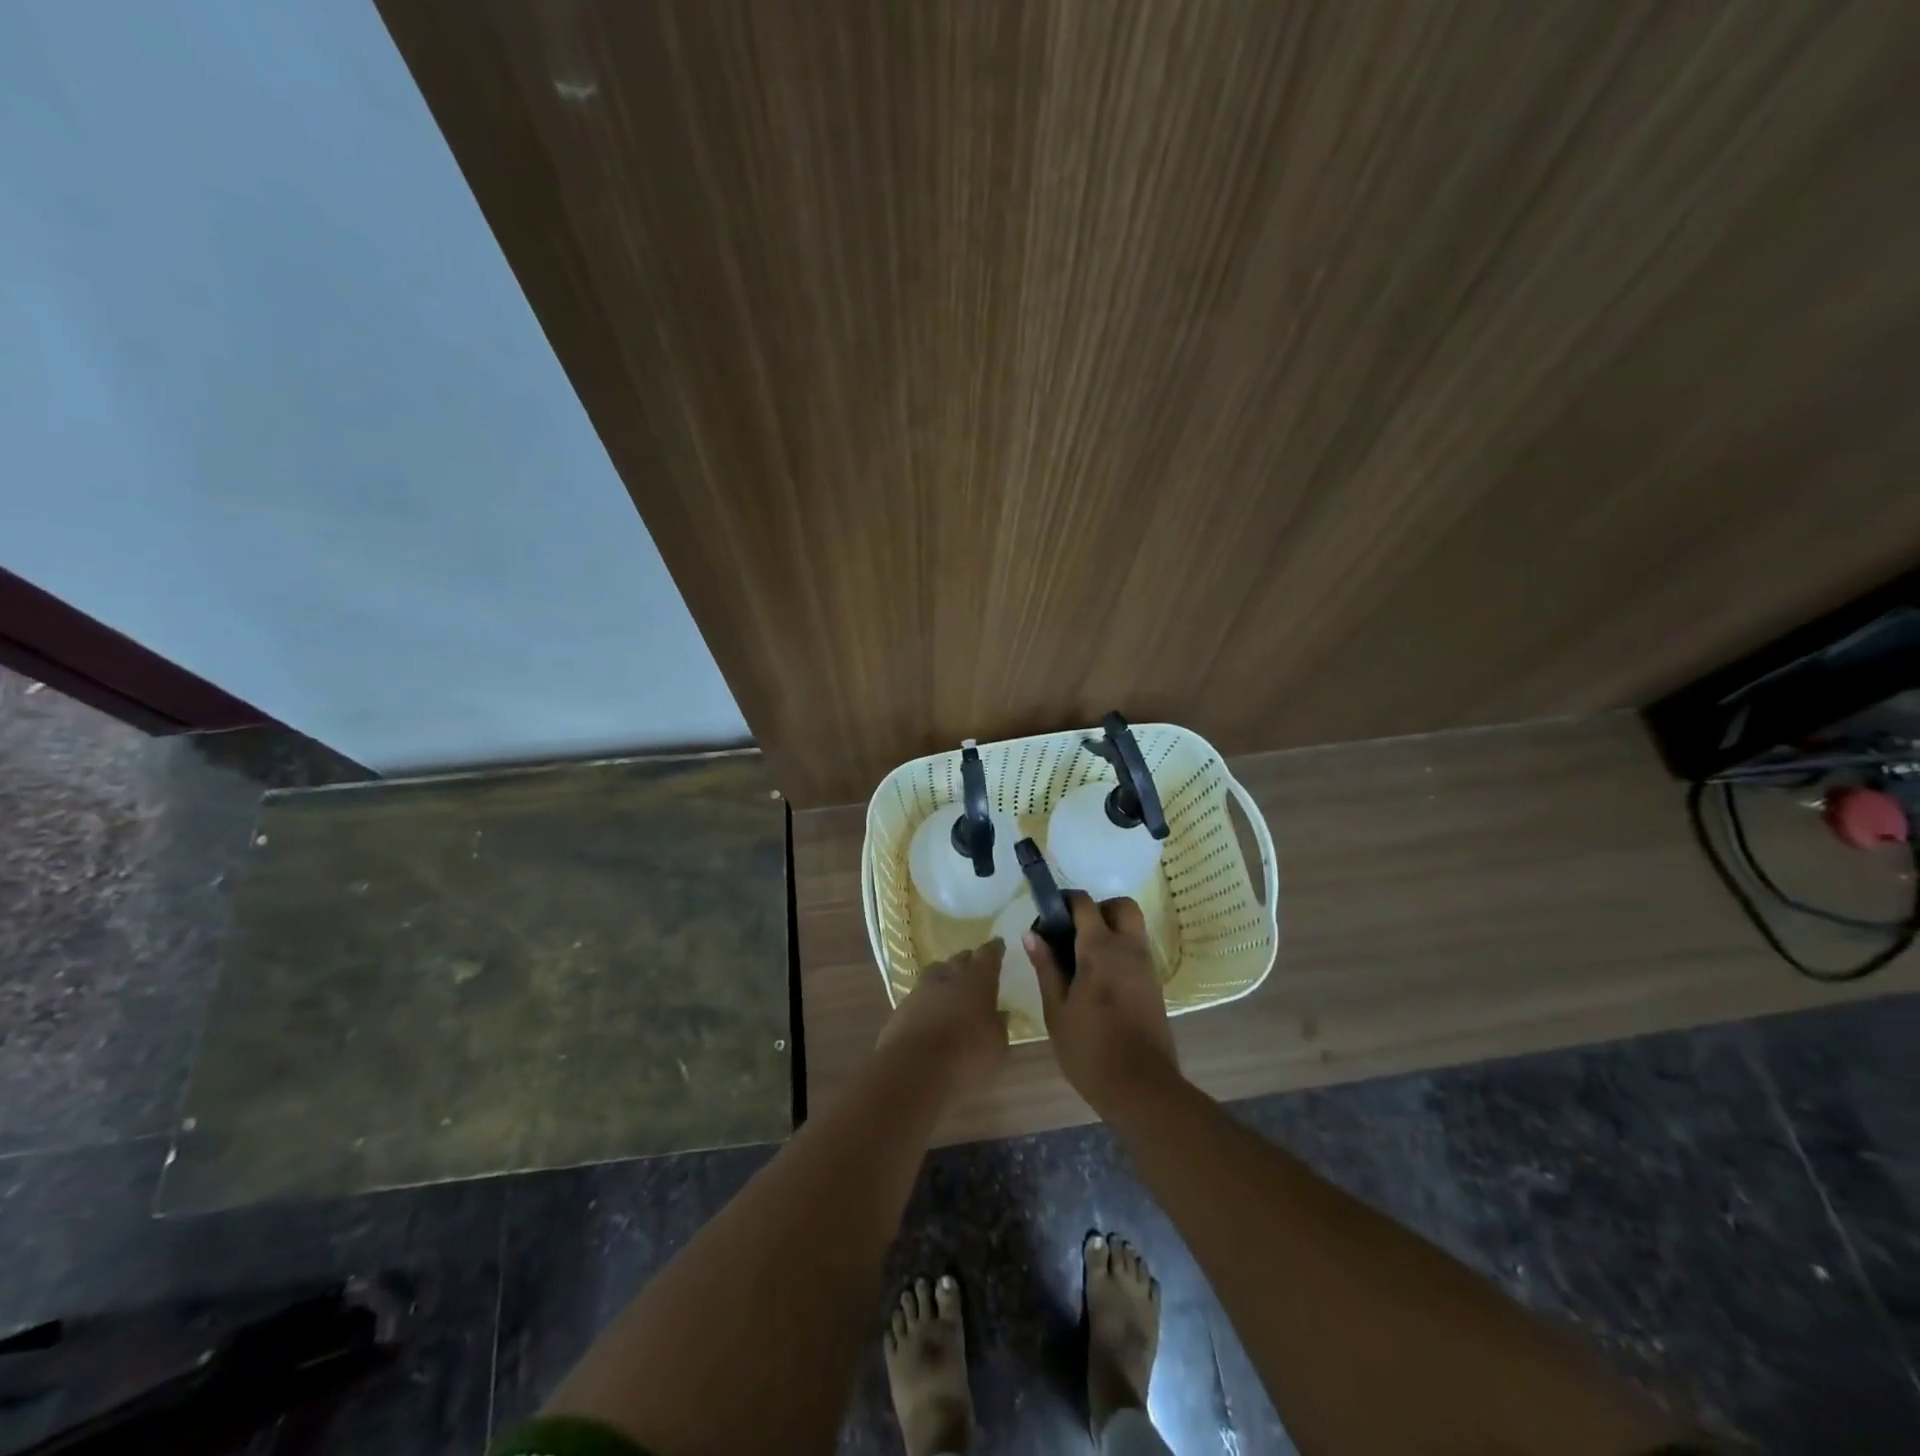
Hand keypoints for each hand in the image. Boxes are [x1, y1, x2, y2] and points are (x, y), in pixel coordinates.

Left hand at [877, 939, 1009, 1091]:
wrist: (912, 1070)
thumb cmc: (966, 1056)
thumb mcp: (996, 1047)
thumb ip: (998, 1026)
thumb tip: (1000, 1014)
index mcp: (976, 980)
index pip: (988, 956)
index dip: (994, 950)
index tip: (998, 944)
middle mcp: (948, 977)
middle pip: (959, 960)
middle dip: (968, 961)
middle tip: (975, 966)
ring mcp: (920, 991)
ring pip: (935, 974)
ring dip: (945, 978)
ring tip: (951, 987)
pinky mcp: (901, 1009)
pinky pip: (919, 997)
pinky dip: (928, 1001)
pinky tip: (932, 1012)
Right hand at [1028, 892, 1179, 1115]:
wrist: (1141, 1088)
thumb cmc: (1090, 1050)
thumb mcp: (1057, 1010)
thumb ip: (1046, 967)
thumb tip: (1032, 934)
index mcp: (1101, 950)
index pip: (1085, 904)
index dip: (1064, 901)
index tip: (1047, 916)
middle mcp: (1129, 949)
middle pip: (1121, 906)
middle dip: (1097, 909)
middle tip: (1073, 932)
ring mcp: (1146, 966)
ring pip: (1133, 927)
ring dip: (1110, 929)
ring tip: (1082, 958)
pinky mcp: (1154, 985)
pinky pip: (1137, 950)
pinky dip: (1120, 950)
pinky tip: (1098, 979)